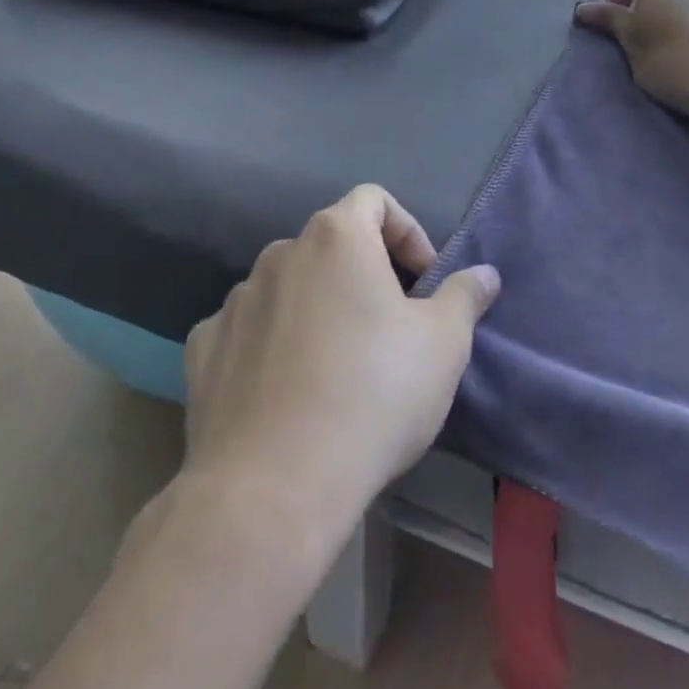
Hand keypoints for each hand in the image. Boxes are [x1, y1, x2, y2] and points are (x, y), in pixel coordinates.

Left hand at [181, 185, 500, 533]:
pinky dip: (272, 344)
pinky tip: (288, 392)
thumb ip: (464, 297)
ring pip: (290, 288)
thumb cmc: (374, 395)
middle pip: (332, 246)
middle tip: (391, 329)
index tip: (424, 284)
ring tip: (339, 367)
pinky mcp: (203, 352)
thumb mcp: (444, 344)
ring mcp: (234, 302)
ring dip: (318, 308)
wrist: (273, 488)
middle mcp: (278, 255)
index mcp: (335, 237)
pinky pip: (248, 331)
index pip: (374, 200)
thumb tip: (485, 274)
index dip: (407, 233)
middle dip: (366, 276)